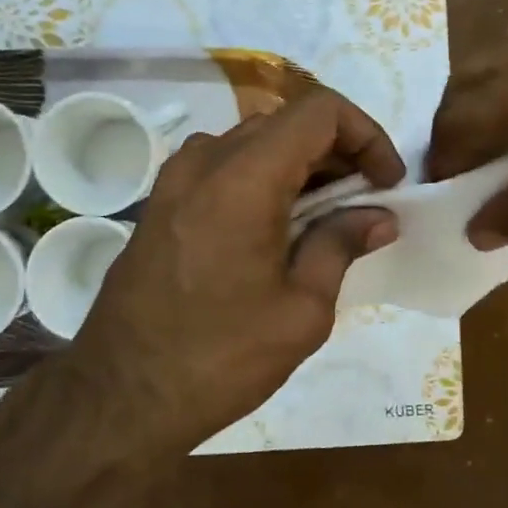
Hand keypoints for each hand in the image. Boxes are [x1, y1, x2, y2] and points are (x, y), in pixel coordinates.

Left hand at [62, 91, 404, 446]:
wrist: (120, 397)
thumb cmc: (220, 358)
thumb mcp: (302, 310)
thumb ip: (341, 246)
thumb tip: (379, 216)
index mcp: (244, 176)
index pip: (320, 111)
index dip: (367, 135)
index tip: (386, 183)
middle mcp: (205, 160)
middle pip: (287, 123)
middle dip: (339, 152)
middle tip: (366, 203)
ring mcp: (175, 179)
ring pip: (255, 143)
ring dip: (301, 166)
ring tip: (328, 218)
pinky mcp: (161, 203)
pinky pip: (224, 168)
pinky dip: (264, 180)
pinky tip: (279, 229)